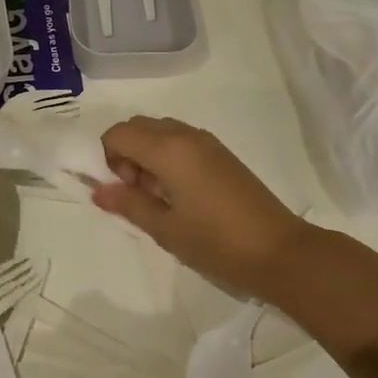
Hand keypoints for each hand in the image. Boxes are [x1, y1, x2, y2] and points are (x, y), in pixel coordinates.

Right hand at [92, 117, 310, 296]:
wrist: (279, 251)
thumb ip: (128, 204)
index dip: (106, 157)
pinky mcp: (222, 154)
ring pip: (160, 132)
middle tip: (135, 193)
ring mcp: (207, 142)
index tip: (118, 189)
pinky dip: (167, 156)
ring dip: (146, 154)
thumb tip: (98, 190)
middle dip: (125, 153)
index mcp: (168, 149)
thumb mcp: (165, 228)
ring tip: (158, 197)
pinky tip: (179, 195)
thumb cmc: (216, 242)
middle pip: (138, 126)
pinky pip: (181, 141)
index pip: (118, 133)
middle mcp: (186, 135)